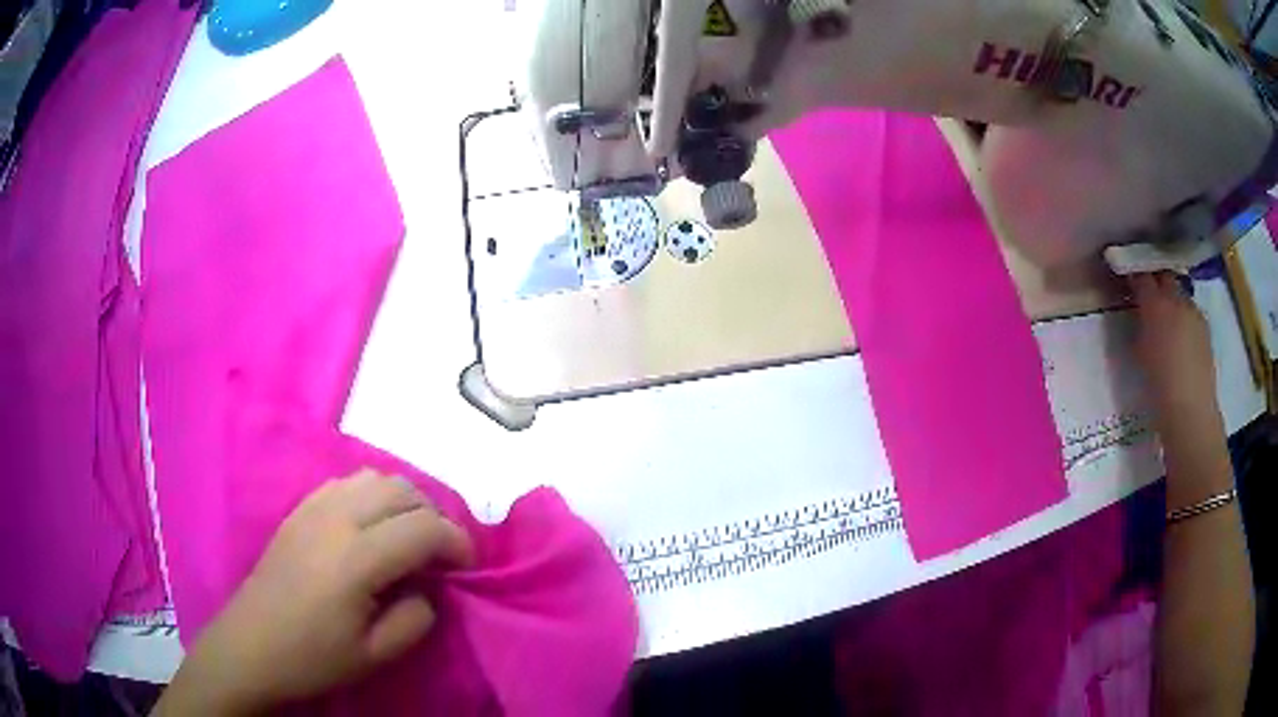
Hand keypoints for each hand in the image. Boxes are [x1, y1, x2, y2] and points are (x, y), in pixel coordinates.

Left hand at [155, 470, 474, 714]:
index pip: (424, 527)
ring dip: (404, 501)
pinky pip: (347, 482)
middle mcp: (336, 518)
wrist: (251, 645)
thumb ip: (415, 617)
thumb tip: (428, 587)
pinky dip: (373, 495)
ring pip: (375, 477)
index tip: (467, 567)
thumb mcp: (376, 654)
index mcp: (356, 559)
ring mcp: (313, 507)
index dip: (457, 542)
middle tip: (441, 555)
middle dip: (435, 517)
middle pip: (403, 490)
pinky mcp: (299, 508)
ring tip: (409, 536)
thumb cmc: (313, 657)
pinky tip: (371, 526)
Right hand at [1130, 271, 1218, 427]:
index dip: (1133, 275)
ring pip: (1179, 293)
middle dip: (1156, 279)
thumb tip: (1140, 315)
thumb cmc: (1158, 386)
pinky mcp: (1205, 328)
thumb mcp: (1139, 354)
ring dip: (1172, 299)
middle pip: (1164, 277)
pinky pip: (1191, 312)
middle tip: (1147, 292)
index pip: (1141, 276)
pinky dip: (1183, 317)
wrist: (1191, 411)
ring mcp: (1193, 312)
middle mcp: (1176, 299)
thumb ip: (1140, 326)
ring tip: (1165, 317)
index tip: (1127, 280)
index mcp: (1155, 304)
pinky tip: (1180, 336)